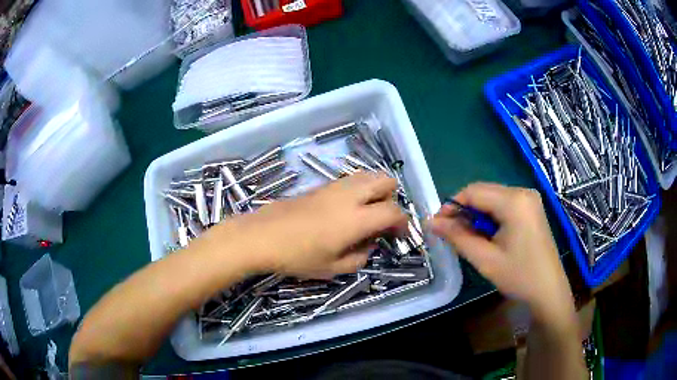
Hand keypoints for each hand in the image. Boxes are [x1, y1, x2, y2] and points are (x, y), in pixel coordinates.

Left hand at [207, 172, 406, 278]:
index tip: (399, 235)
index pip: (393, 211)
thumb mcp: (332, 268)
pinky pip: (349, 180)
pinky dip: (358, 190)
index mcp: (356, 219)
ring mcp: (333, 187)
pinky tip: (344, 211)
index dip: (403, 223)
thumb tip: (369, 246)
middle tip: (382, 220)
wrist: (261, 236)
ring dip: (375, 191)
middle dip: (392, 198)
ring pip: (367, 175)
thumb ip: (359, 257)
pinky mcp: (320, 186)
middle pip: (385, 180)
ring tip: (365, 214)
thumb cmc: (297, 256)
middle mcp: (349, 195)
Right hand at [429, 183, 573, 322]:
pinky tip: (487, 235)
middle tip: (450, 234)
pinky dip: (490, 217)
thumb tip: (431, 222)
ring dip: (476, 215)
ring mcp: (529, 199)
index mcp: (514, 200)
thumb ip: (457, 237)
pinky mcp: (531, 208)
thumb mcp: (485, 259)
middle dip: (464, 211)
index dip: (451, 206)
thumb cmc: (519, 276)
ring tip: (468, 238)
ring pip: (492, 198)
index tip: (437, 225)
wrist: (549, 291)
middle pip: (483, 192)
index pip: (473, 191)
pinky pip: (503, 205)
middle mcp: (523, 192)